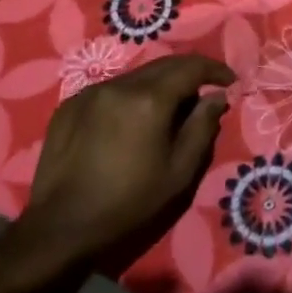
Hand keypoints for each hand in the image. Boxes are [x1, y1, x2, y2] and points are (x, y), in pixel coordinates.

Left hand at [14, 54, 234, 270]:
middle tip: (203, 93)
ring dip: (158, 86)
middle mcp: (119, 85)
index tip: (229, 80)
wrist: (61, 227)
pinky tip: (129, 123)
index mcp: (149, 99)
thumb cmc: (129, 202)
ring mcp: (90, 92)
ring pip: (135, 77)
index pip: (191, 67)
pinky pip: (110, 91)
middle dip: (188, 74)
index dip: (215, 69)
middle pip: (163, 65)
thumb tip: (216, 97)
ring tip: (167, 111)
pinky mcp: (69, 105)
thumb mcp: (179, 171)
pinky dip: (129, 97)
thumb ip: (202, 127)